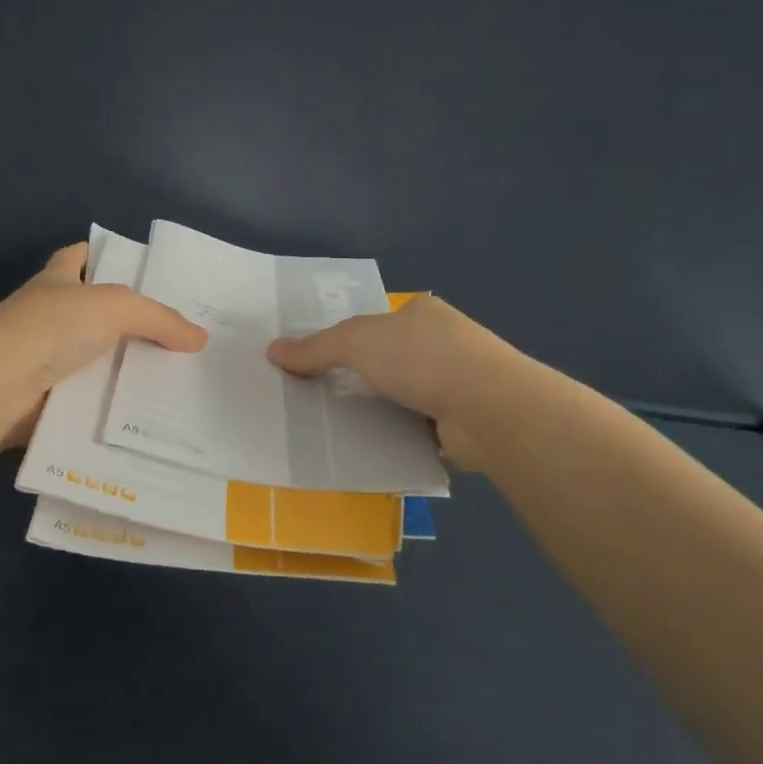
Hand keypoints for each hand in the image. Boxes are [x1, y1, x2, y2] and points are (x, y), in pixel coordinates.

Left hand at [0, 242, 206, 446]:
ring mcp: (45, 361)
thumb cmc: (48, 329)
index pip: (78, 257)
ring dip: (126, 371)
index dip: (104, 255)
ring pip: (96, 361)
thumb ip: (158, 319)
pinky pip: (90, 402)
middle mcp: (48, 317)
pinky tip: (151, 419)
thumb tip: (200, 337)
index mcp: (55, 282)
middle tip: (182, 336)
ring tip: (180, 381)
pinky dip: (114, 410)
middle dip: (131, 322)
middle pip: (94, 313)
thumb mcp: (113, 308)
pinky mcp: (47, 402)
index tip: (143, 270)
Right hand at [266, 296, 509, 467]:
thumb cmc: (422, 359)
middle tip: (320, 398)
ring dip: (379, 411)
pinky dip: (398, 437)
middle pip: (389, 360)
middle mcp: (444, 344)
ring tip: (337, 428)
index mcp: (423, 315)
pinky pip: (418, 429)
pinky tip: (372, 449)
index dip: (347, 340)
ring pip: (403, 396)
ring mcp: (459, 384)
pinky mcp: (465, 424)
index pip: (377, 323)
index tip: (318, 364)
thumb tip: (273, 351)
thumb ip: (316, 348)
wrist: (490, 409)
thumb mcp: (357, 343)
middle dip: (361, 378)